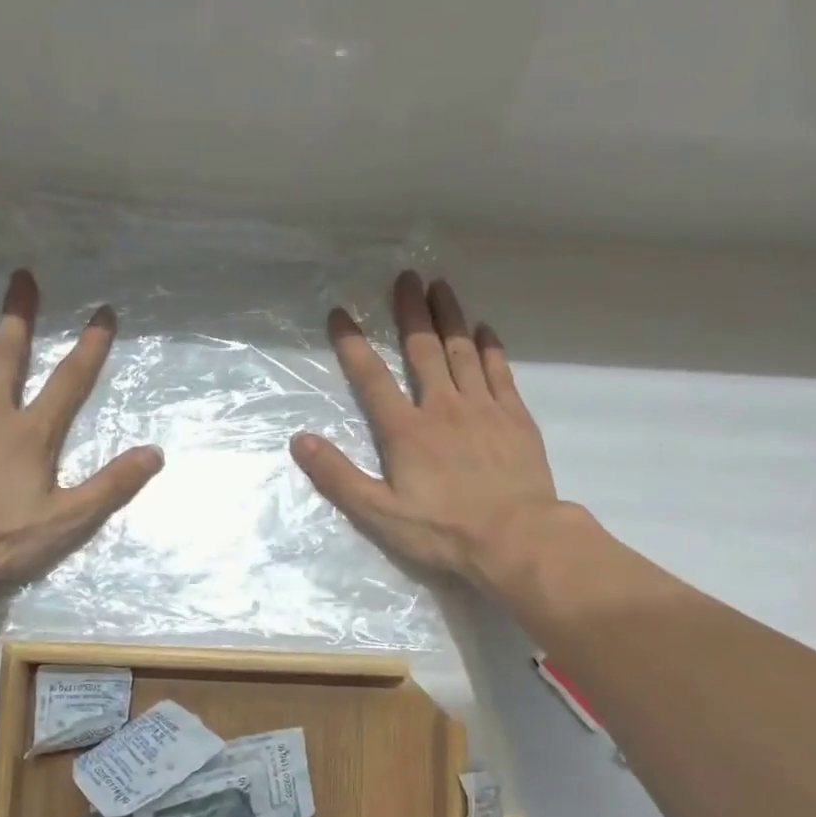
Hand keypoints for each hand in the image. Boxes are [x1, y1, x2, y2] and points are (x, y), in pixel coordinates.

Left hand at [0, 269, 162, 614]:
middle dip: (18, 316)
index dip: (90, 348)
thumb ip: (112, 485)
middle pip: (7, 356)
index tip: (103, 312)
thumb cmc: (3, 538)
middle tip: (21, 275)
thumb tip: (155, 453)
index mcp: (32, 434)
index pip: (69, 383)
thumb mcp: (69, 519)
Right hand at [291, 271, 577, 594]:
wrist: (516, 539)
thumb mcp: (379, 515)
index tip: (340, 314)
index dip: (353, 345)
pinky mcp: (515, 418)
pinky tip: (485, 329)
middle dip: (410, 312)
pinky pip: (500, 371)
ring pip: (463, 351)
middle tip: (405, 277)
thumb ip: (338, 477)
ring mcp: (483, 409)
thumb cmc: (443, 532)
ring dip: (449, 317)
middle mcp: (443, 408)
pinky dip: (491, 347)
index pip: (372, 379)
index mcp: (406, 432)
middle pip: (423, 350)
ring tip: (440, 286)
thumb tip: (299, 441)